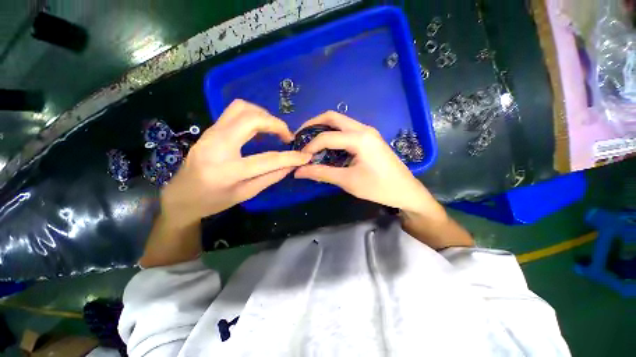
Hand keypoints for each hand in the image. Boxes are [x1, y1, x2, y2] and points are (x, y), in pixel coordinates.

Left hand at [140, 100, 310, 266]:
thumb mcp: (245, 194)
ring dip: (264, 116)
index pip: (267, 160)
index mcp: (226, 171)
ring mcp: (210, 134)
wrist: (180, 196)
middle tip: (287, 136)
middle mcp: (216, 146)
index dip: (290, 157)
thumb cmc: (213, 201)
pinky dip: (253, 117)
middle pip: (251, 119)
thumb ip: (270, 178)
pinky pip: (234, 113)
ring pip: (241, 108)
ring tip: (274, 131)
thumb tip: (291, 165)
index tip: (305, 156)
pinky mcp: (210, 130)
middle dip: (276, 124)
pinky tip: (260, 130)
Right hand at [294, 112, 472, 249]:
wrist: (405, 191)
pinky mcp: (369, 138)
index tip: (301, 158)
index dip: (310, 146)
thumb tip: (299, 172)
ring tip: (310, 141)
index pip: (326, 136)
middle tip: (300, 137)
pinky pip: (347, 129)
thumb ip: (321, 173)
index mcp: (359, 138)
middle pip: (332, 117)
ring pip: (340, 122)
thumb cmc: (378, 188)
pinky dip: (333, 134)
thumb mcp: (348, 181)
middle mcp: (363, 129)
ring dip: (323, 128)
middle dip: (313, 124)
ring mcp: (368, 132)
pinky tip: (327, 146)